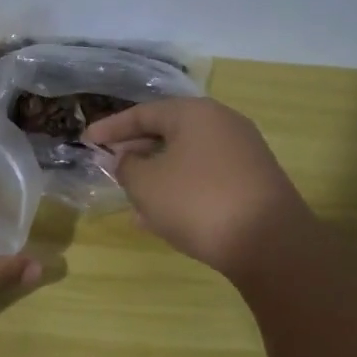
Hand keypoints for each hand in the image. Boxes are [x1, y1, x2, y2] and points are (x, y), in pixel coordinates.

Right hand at [85, 98, 313, 281]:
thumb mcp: (146, 184)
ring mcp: (242, 153)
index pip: (143, 113)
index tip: (86, 141)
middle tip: (109, 165)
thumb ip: (127, 166)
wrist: (270, 244)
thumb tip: (127, 160)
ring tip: (130, 195)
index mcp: (195, 113)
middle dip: (135, 150)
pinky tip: (160, 217)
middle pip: (167, 132)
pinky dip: (179, 189)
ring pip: (186, 158)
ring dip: (156, 174)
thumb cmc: (197, 202)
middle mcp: (222, 124)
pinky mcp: (253, 182)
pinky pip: (204, 178)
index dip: (110, 128)